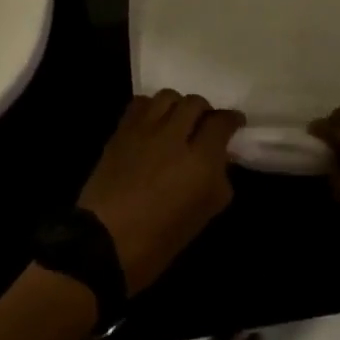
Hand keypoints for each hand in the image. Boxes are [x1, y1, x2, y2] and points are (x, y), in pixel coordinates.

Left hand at [78, 91, 243, 293]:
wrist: (103, 243)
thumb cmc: (157, 242)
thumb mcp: (201, 217)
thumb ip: (217, 182)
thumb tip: (220, 160)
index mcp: (200, 162)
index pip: (221, 123)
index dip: (232, 120)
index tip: (235, 123)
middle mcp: (174, 136)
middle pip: (195, 103)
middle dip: (205, 111)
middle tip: (206, 124)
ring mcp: (145, 129)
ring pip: (168, 96)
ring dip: (178, 105)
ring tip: (178, 119)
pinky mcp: (121, 130)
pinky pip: (141, 103)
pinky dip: (152, 106)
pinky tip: (153, 122)